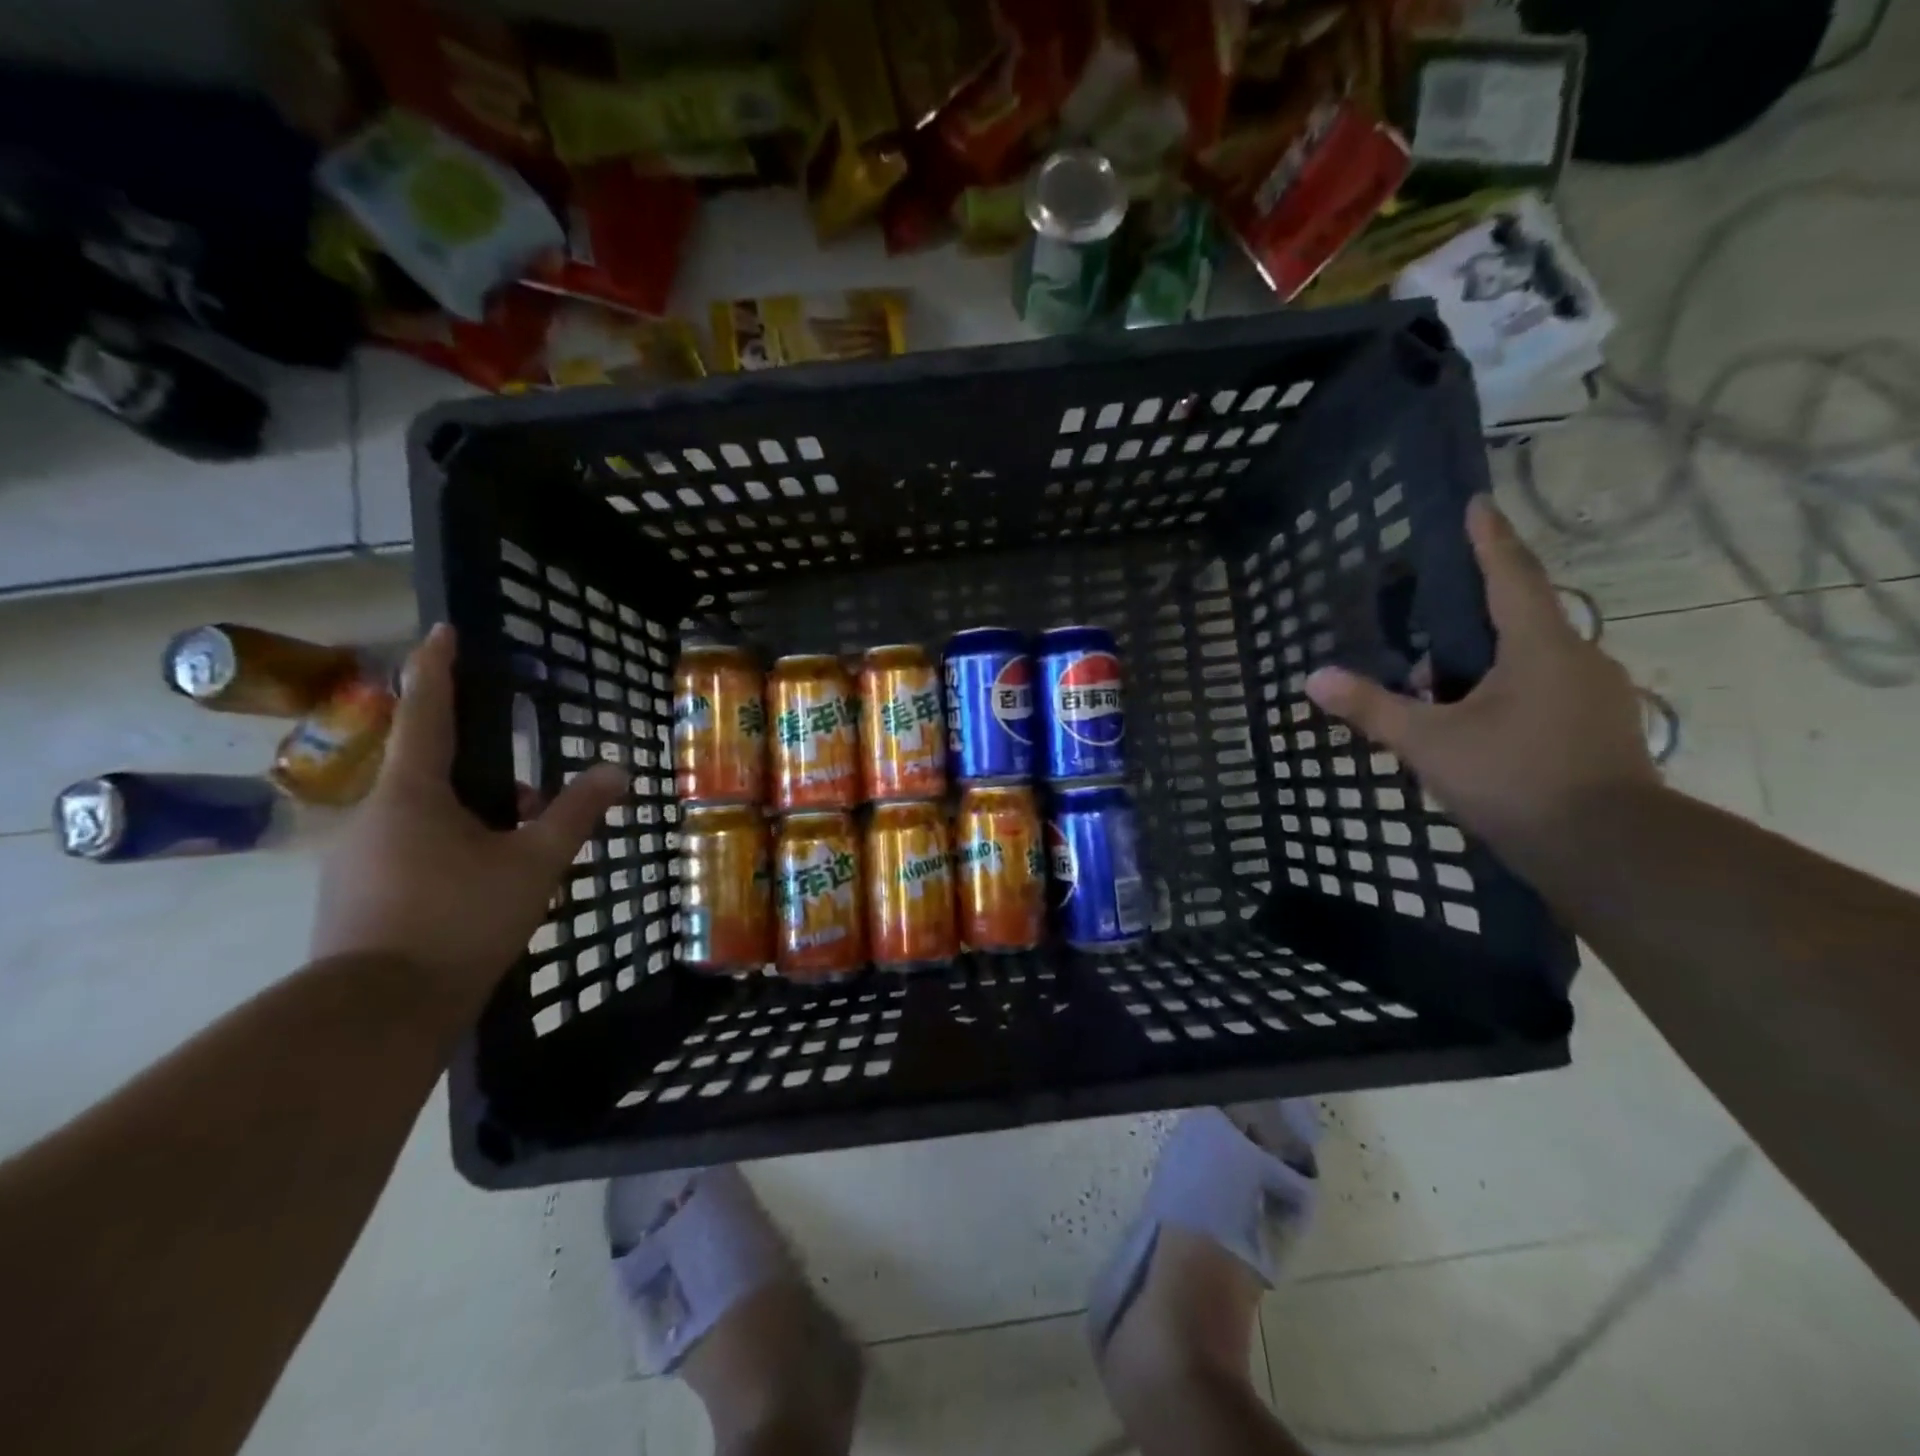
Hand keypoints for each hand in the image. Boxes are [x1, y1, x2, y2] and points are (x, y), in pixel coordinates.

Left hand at [310, 624, 625, 1001]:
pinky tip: (483, 896)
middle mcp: (371, 817)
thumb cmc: (460, 920)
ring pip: (425, 821)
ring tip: (520, 861)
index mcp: (410, 794)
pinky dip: (451, 857)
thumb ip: (575, 812)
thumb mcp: (533, 862)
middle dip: (487, 780)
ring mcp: (353, 861)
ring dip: (474, 825)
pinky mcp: (352, 899)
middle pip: (434, 775)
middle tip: (532, 805)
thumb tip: (618, 769)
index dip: (436, 668)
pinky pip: (410, 856)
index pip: (424, 712)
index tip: (444, 631)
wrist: (376, 1016)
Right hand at [1306, 496, 1657, 860]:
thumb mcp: (1429, 744)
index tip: (1477, 503)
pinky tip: (1475, 727)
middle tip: (1424, 636)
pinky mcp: (1602, 728)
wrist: (1609, 851)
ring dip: (1484, 667)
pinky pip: (1545, 690)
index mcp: (1540, 647)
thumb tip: (1313, 679)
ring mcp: (1597, 695)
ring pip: (1531, 661)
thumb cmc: (1514, 781)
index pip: (1510, 576)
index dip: (1489, 539)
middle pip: (1519, 620)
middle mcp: (1578, 659)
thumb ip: (1372, 708)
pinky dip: (1506, 693)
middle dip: (1469, 622)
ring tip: (1437, 695)